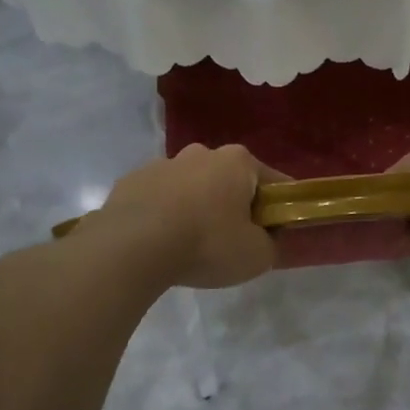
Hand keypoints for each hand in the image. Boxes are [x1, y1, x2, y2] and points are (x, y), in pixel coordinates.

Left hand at [87, 143, 278, 287]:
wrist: (131, 248)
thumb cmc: (206, 244)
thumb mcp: (257, 256)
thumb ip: (271, 244)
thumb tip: (265, 238)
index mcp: (238, 161)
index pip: (273, 182)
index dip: (279, 208)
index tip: (276, 231)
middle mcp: (201, 153)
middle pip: (229, 180)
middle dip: (234, 205)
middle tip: (232, 241)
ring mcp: (161, 164)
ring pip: (191, 187)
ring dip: (196, 208)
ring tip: (190, 246)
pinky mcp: (130, 182)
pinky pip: (158, 199)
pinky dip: (164, 216)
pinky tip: (160, 243)